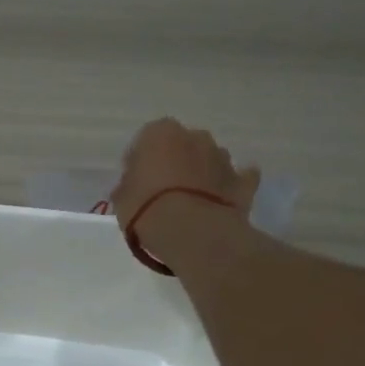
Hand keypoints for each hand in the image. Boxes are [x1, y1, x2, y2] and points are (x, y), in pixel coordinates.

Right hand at [112, 118, 259, 235]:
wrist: (193, 233)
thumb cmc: (147, 209)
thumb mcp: (121, 199)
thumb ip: (129, 185)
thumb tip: (134, 187)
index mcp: (160, 133)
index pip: (147, 139)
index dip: (142, 160)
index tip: (137, 181)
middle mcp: (194, 136)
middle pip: (182, 145)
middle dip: (175, 162)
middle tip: (164, 190)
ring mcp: (222, 157)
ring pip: (209, 159)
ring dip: (201, 173)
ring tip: (191, 201)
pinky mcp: (243, 181)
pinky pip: (237, 179)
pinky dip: (230, 186)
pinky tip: (222, 201)